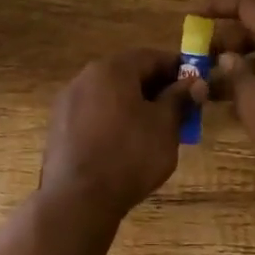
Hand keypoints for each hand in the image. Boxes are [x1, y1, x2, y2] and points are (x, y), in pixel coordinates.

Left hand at [40, 48, 203, 218]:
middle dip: (155, 88)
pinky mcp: (59, 127)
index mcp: (112, 69)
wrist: (78, 198)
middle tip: (178, 110)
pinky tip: (125, 144)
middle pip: (127, 74)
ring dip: (134, 105)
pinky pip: (93, 114)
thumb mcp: (164, 126)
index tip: (195, 85)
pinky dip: (113, 120)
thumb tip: (194, 82)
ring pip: (109, 95)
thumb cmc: (129, 155)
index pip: (151, 57)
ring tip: (155, 130)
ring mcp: (67, 102)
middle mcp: (85, 77)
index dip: (176, 69)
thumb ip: (179, 99)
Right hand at [197, 0, 254, 189]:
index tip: (193, 15)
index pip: (248, 3)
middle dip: (228, 40)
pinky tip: (253, 101)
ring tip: (220, 85)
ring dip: (247, 62)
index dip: (218, 4)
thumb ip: (236, 76)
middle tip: (202, 60)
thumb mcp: (254, 104)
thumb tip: (229, 58)